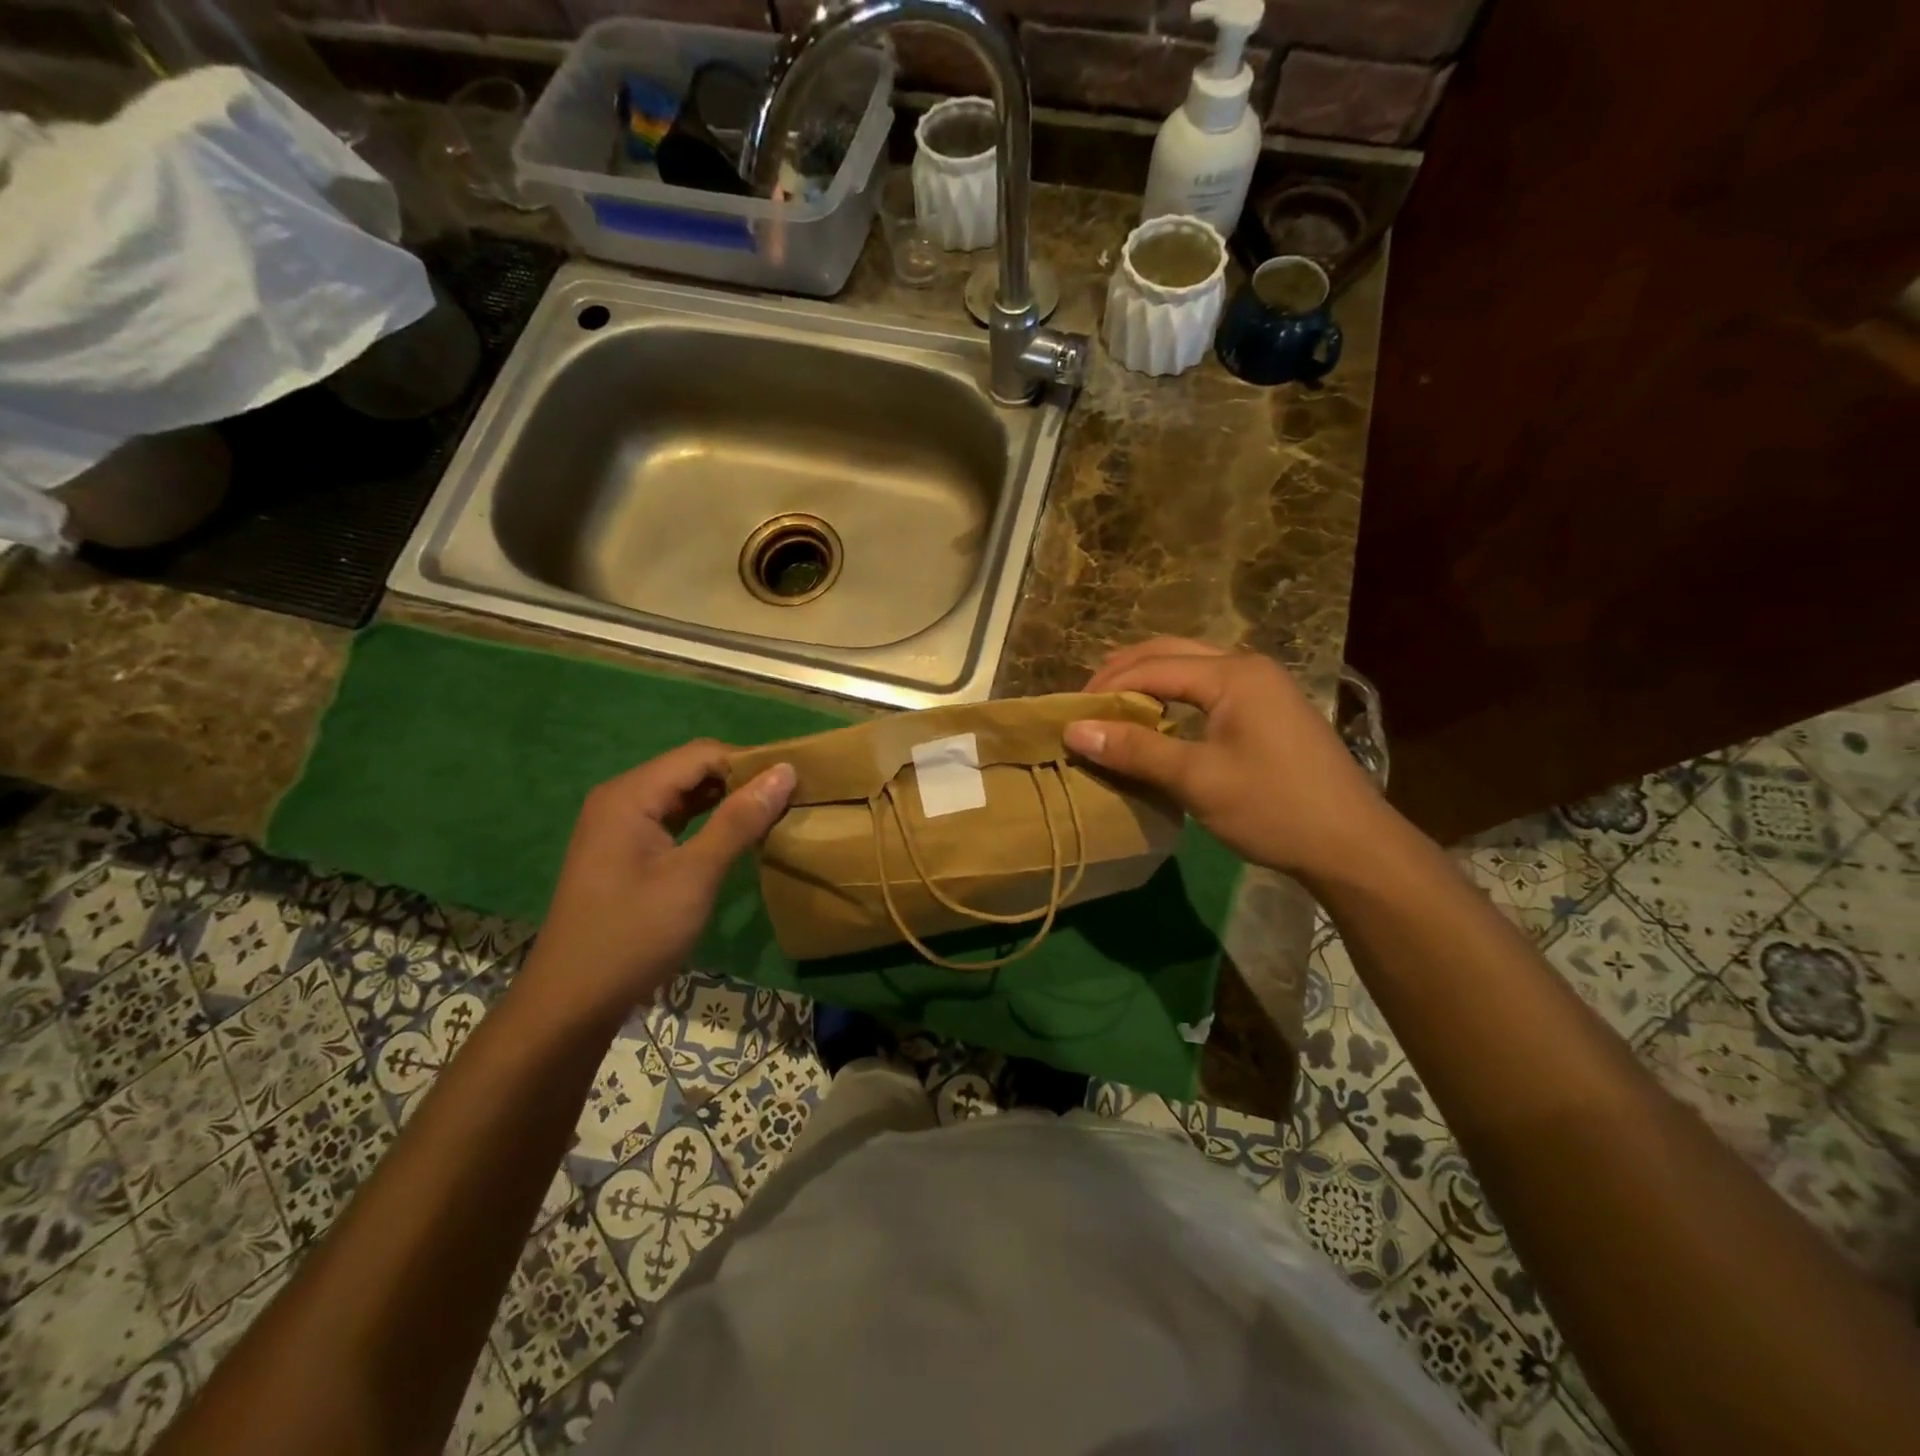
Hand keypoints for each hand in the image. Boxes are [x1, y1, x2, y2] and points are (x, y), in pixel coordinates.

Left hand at [517, 741, 794, 1027]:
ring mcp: (619, 826)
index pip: (701, 754)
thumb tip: (785, 772)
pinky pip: (672, 819)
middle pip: (690, 770)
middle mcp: (622, 798)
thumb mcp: (694, 876)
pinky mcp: (623, 851)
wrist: (571, 1003)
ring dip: (725, 801)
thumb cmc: (634, 935)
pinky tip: (735, 837)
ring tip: (771, 814)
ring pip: (683, 795)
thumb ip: (739, 820)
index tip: (794, 783)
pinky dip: (706, 821)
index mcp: (631, 794)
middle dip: (740, 780)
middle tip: (788, 800)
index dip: (750, 762)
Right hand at [1064, 638, 1388, 881]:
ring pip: (1188, 668)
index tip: (1068, 715)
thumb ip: (1134, 749)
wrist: (1352, 845)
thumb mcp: (1197, 779)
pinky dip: (1171, 698)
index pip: (1152, 667)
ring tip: (1110, 710)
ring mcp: (1262, 686)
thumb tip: (1073, 731)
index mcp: (1233, 673)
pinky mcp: (1267, 709)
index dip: (1105, 688)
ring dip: (1146, 683)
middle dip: (1122, 674)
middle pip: (1169, 653)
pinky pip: (1206, 688)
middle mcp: (1247, 666)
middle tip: (1084, 705)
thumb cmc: (1273, 808)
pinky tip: (1155, 721)